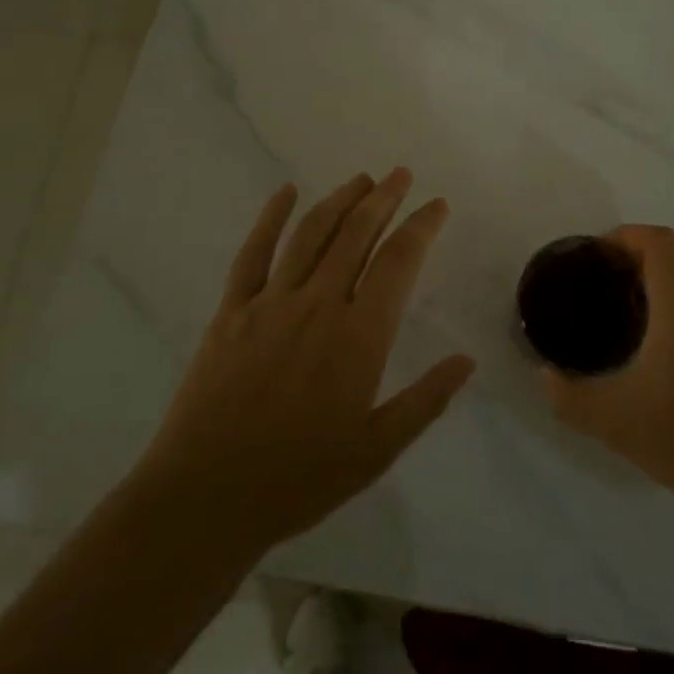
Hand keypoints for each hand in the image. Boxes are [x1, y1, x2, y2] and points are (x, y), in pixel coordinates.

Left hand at [136, 170, 474, 555]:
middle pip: (357, 234)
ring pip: (312, 234)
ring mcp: (270, 303)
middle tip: (401, 175)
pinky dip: (271, 217)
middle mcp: (318, 305)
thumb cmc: (299, 480)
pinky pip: (253, 253)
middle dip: (384, 198)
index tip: (437, 205)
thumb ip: (425, 400)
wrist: (206, 498)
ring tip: (362, 179)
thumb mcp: (377, 450)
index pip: (399, 262)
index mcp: (358, 336)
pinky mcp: (231, 312)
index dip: (421, 226)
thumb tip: (467, 360)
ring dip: (340, 200)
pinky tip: (286, 192)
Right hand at [541, 225, 673, 519]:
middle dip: (645, 250)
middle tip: (611, 276)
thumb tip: (544, 375)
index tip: (598, 255)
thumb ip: (566, 394)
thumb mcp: (609, 418)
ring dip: (669, 273)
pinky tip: (662, 339)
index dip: (627, 235)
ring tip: (633, 302)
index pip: (660, 242)